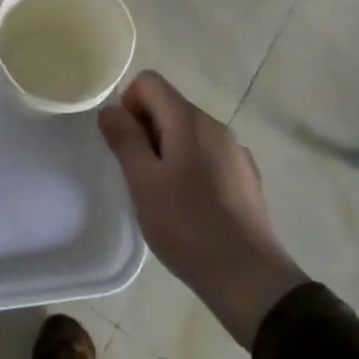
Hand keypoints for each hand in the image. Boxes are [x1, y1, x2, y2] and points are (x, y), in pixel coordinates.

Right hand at [99, 71, 308, 347]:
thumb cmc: (187, 225)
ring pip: (188, 133)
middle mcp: (216, 126)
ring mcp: (235, 151)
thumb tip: (111, 109)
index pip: (150, 82)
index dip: (128, 105)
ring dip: (167, 151)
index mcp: (190, 120)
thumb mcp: (143, 182)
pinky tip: (190, 206)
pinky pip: (207, 156)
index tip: (125, 145)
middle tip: (139, 176)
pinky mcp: (245, 176)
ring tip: (162, 195)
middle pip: (169, 106)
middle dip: (146, 131)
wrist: (248, 276)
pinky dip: (190, 168)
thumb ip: (124, 139)